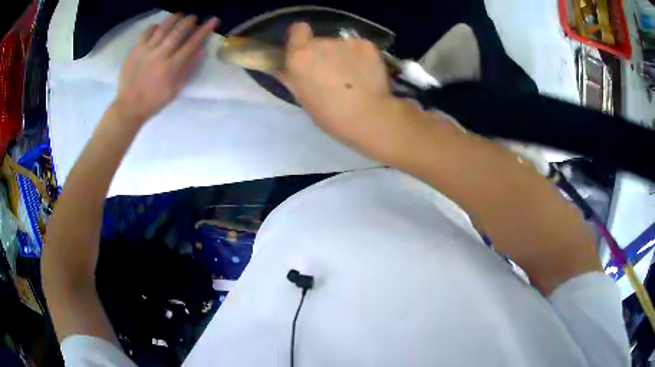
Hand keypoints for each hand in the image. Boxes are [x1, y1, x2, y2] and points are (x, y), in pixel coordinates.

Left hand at [115, 14, 218, 123]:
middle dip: (188, 22)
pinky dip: (153, 27)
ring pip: (162, 28)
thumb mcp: (175, 89)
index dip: (204, 30)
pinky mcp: (135, 51)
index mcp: (172, 67)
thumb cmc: (154, 101)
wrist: (129, 107)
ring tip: (178, 16)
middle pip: (178, 32)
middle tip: (193, 18)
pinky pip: (145, 33)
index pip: (192, 43)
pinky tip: (158, 26)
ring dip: (173, 19)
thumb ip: (188, 69)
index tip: (213, 20)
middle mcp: (160, 55)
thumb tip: (201, 50)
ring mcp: (146, 51)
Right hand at [279, 23, 393, 145]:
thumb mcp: (302, 97)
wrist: (367, 115)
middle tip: (333, 73)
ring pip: (342, 45)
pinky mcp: (366, 45)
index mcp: (299, 56)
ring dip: (344, 55)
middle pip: (320, 41)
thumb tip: (289, 68)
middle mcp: (320, 43)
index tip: (306, 50)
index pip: (297, 30)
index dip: (301, 37)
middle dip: (324, 53)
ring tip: (353, 77)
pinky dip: (362, 57)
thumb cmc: (329, 115)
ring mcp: (345, 42)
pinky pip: (359, 48)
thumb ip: (295, 76)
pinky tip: (367, 73)